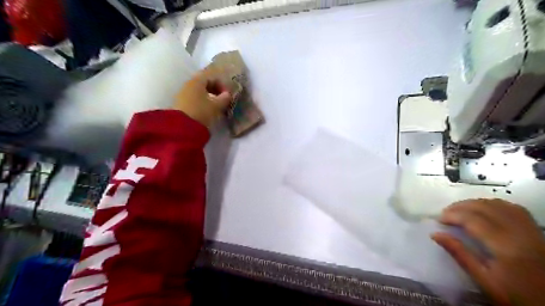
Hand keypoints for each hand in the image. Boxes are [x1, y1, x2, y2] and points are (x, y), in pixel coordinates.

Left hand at [173, 68, 232, 127]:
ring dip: (208, 97)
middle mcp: (188, 84)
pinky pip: (193, 99)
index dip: (221, 85)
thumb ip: (224, 98)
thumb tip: (228, 94)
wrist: (182, 127)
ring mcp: (182, 94)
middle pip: (204, 84)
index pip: (211, 77)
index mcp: (197, 81)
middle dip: (215, 91)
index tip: (227, 95)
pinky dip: (201, 102)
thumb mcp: (216, 106)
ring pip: (198, 92)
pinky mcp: (179, 104)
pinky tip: (206, 111)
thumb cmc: (201, 112)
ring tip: (215, 107)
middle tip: (222, 100)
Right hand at [435, 200, 544, 304]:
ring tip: (461, 210)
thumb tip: (435, 234)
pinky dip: (493, 204)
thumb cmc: (515, 296)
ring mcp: (531, 230)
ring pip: (499, 204)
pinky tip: (484, 210)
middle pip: (485, 208)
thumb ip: (460, 254)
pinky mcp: (536, 231)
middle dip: (461, 206)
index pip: (474, 220)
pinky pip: (513, 208)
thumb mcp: (484, 280)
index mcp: (506, 247)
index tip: (438, 219)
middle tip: (445, 213)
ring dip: (475, 203)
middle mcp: (520, 233)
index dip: (453, 215)